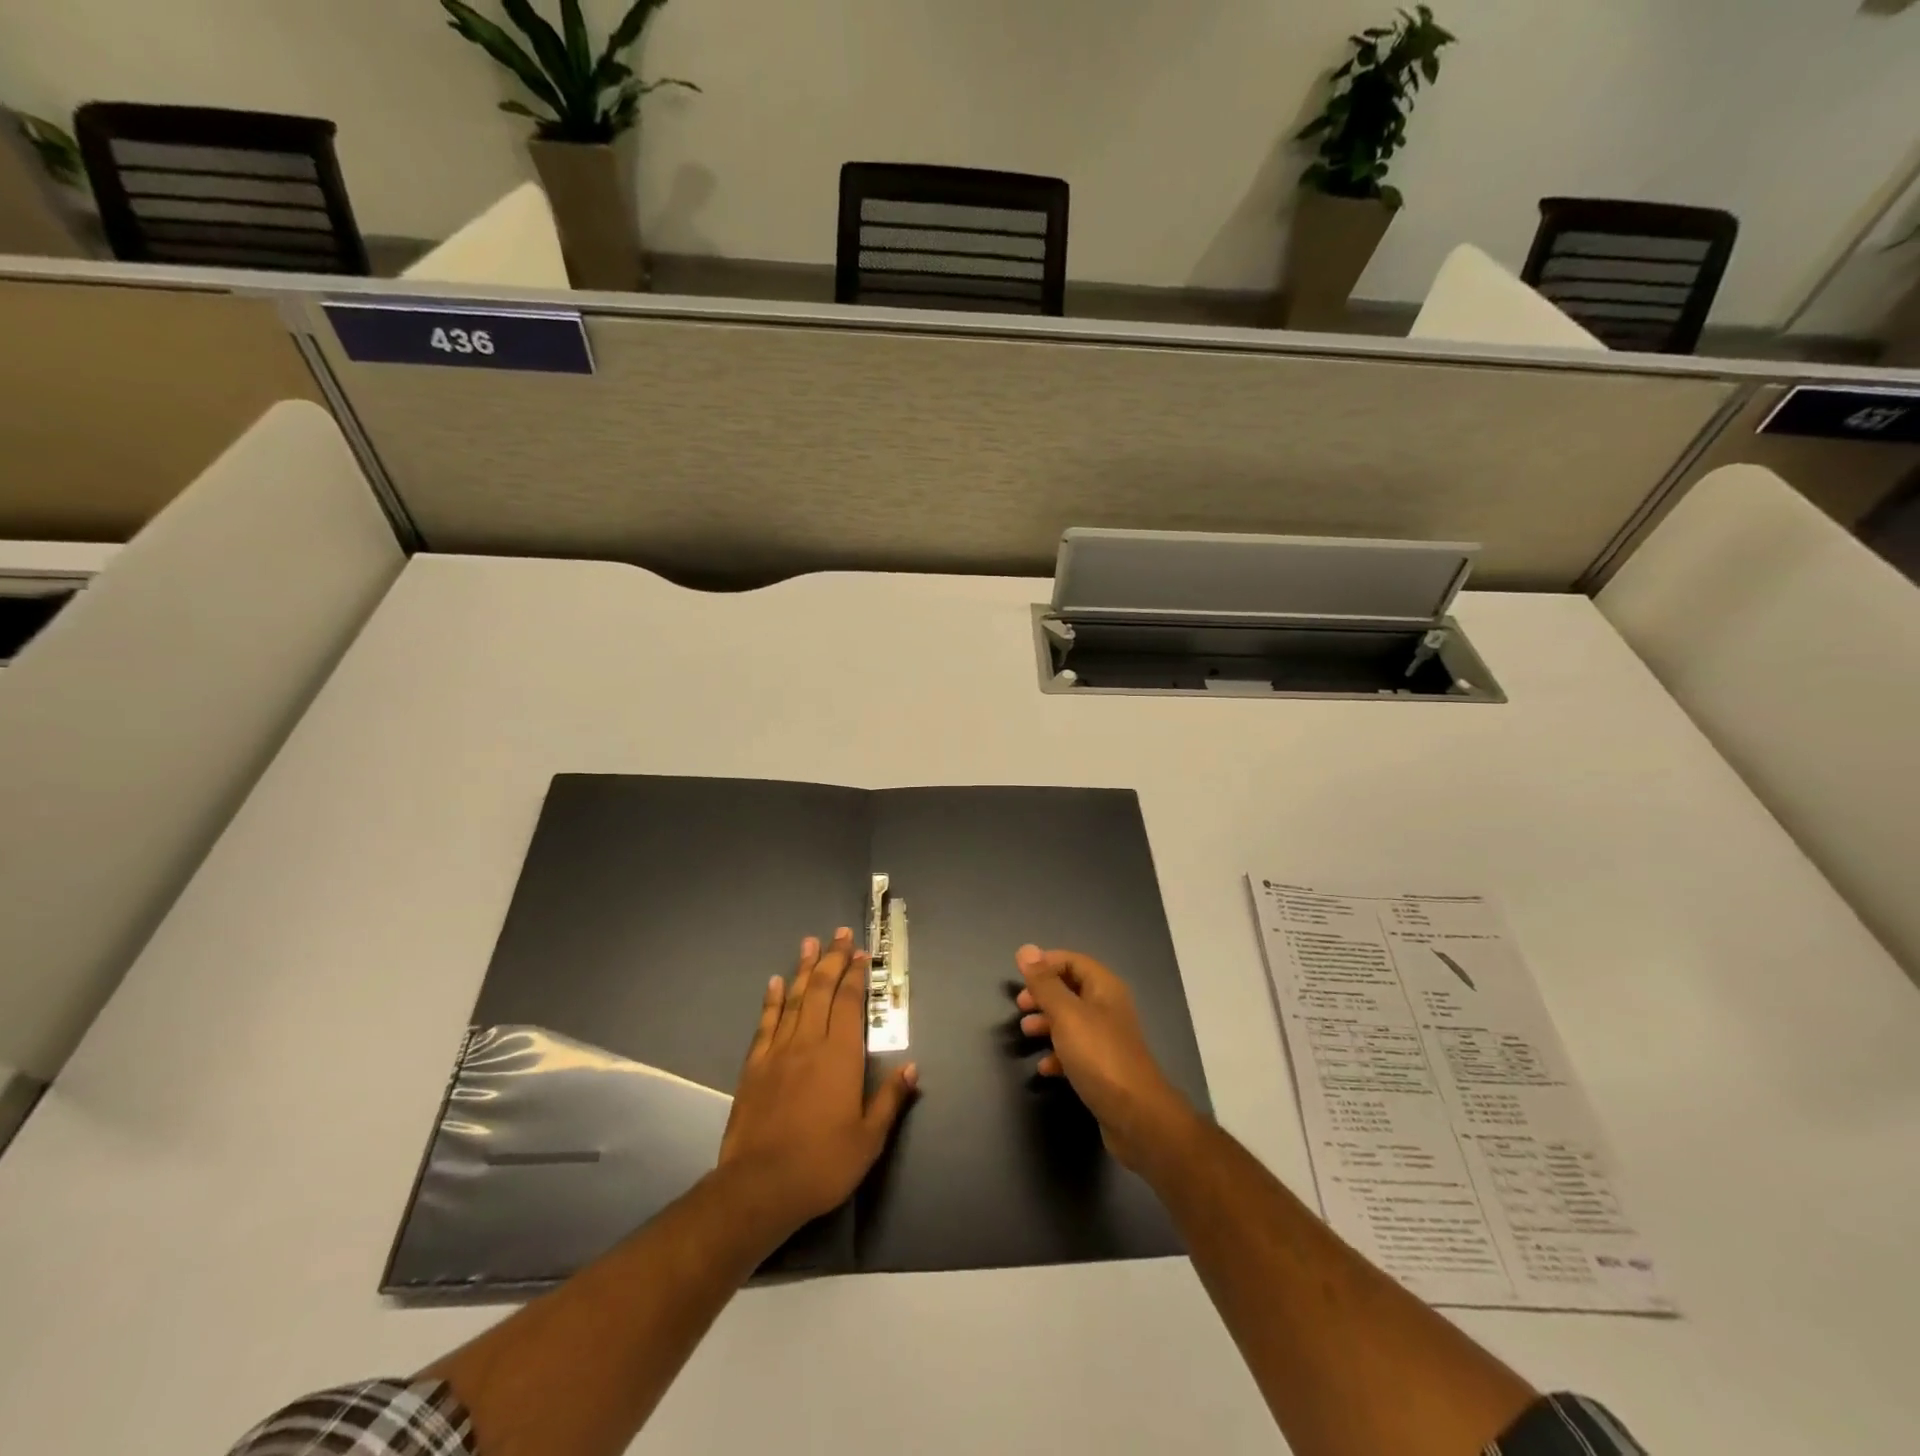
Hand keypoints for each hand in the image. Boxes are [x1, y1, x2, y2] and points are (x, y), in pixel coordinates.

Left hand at [718, 929, 917, 1237]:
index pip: (849, 1003)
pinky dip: (772, 1000)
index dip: (855, 975)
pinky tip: (775, 982)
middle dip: (831, 959)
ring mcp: (778, 1051)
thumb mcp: (868, 1140)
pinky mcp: (754, 1066)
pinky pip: (765, 1023)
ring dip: (803, 969)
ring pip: (794, 999)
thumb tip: (912, 1068)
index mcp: (840, 1056)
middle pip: (821, 990)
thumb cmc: (822, 1164)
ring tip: (809, 943)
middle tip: (838, 934)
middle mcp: (809, 1042)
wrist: (760, 1186)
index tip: (860, 953)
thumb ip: (890, 1100)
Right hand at [1016, 944, 1196, 1172]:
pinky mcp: (1104, 1068)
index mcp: (1104, 988)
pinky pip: (1076, 1052)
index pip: (1073, 961)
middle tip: (1021, 1006)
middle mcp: (1108, 1008)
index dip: (1046, 964)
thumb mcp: (1066, 1015)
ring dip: (1047, 1023)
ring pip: (1071, 1021)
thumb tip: (1026, 949)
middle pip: (1071, 990)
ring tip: (1026, 1033)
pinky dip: (1058, 1054)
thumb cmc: (1099, 1056)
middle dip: (1044, 995)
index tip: (1020, 977)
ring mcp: (1107, 1040)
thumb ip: (1045, 984)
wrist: (1136, 1116)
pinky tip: (1045, 1067)